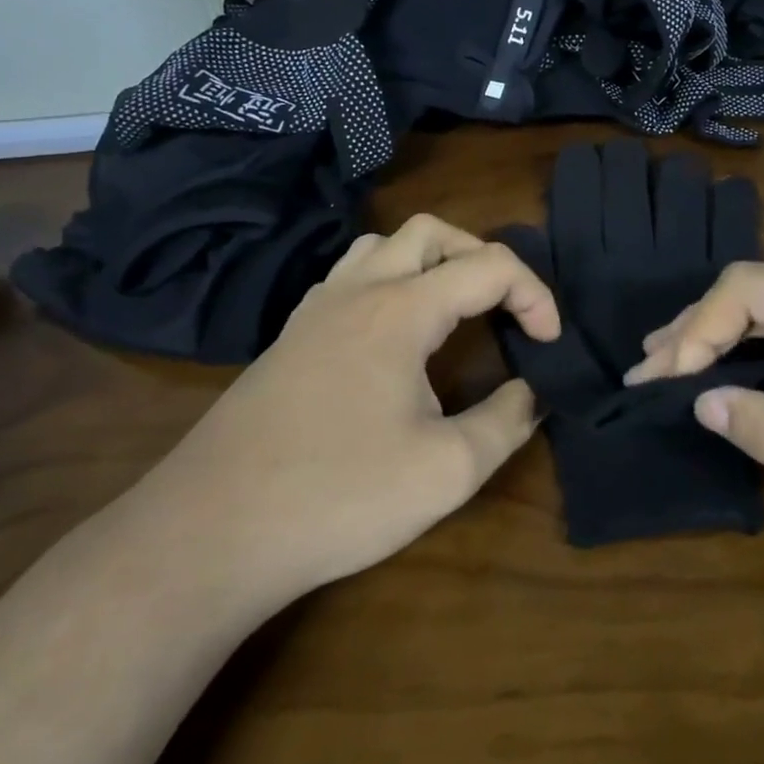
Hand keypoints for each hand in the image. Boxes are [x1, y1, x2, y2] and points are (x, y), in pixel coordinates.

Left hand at [143, 215, 560, 597]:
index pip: (489, 266)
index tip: (551, 343)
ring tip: (454, 310)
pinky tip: (394, 337)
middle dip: (482, 257)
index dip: (535, 295)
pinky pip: (348, 277)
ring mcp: (315, 309)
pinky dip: (389, 283)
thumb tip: (532, 392)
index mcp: (400, 309)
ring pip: (382, 246)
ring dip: (430, 262)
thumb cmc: (338, 496)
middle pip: (431, 232)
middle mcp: (357, 290)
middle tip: (505, 309)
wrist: (212, 531)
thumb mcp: (446, 471)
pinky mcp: (290, 337)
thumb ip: (506, 422)